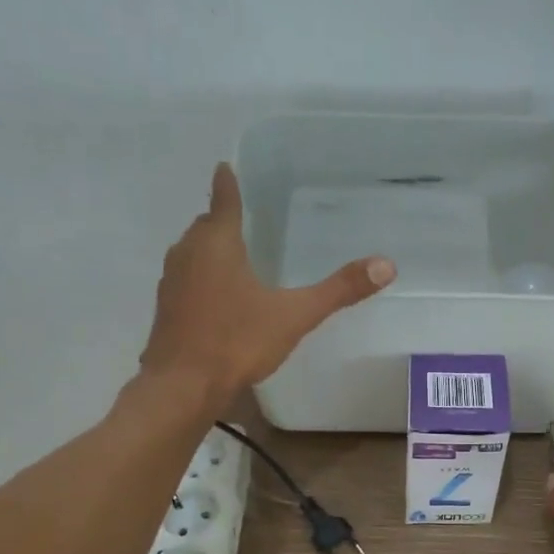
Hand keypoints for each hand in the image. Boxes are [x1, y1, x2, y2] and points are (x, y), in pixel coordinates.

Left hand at [140, 164, 394, 395]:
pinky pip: (186, 281)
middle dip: (220, 220)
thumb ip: (338, 291)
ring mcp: (172, 283)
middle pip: (205, 227)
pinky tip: (216, 298)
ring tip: (231, 255)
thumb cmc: (237, 342)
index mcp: (217, 244)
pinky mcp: (166, 311)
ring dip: (209, 250)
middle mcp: (188, 254)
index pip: (224, 201)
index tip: (224, 166)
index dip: (227, 184)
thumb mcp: (294, 316)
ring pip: (192, 254)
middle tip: (240, 217)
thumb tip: (386, 265)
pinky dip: (200, 278)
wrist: (183, 386)